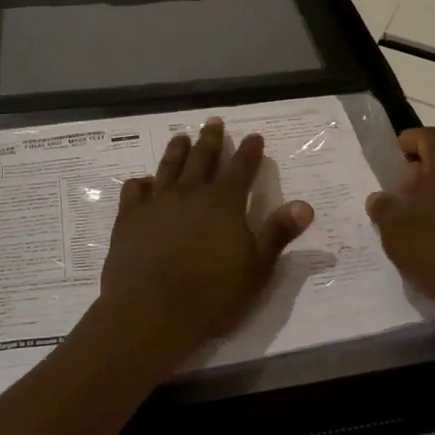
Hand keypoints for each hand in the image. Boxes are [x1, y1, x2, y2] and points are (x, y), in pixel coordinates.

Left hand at [94, 118, 313, 374]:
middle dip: (211, 139)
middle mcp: (190, 193)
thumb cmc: (210, 295)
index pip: (241, 168)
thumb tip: (305, 205)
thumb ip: (278, 233)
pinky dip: (140, 182)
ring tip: (182, 137)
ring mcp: (156, 203)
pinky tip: (142, 182)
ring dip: (178, 150)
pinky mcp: (129, 218)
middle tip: (214, 122)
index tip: (254, 136)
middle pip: (202, 158)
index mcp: (223, 202)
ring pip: (169, 166)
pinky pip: (134, 190)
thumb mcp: (256, 269)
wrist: (149, 312)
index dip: (250, 151)